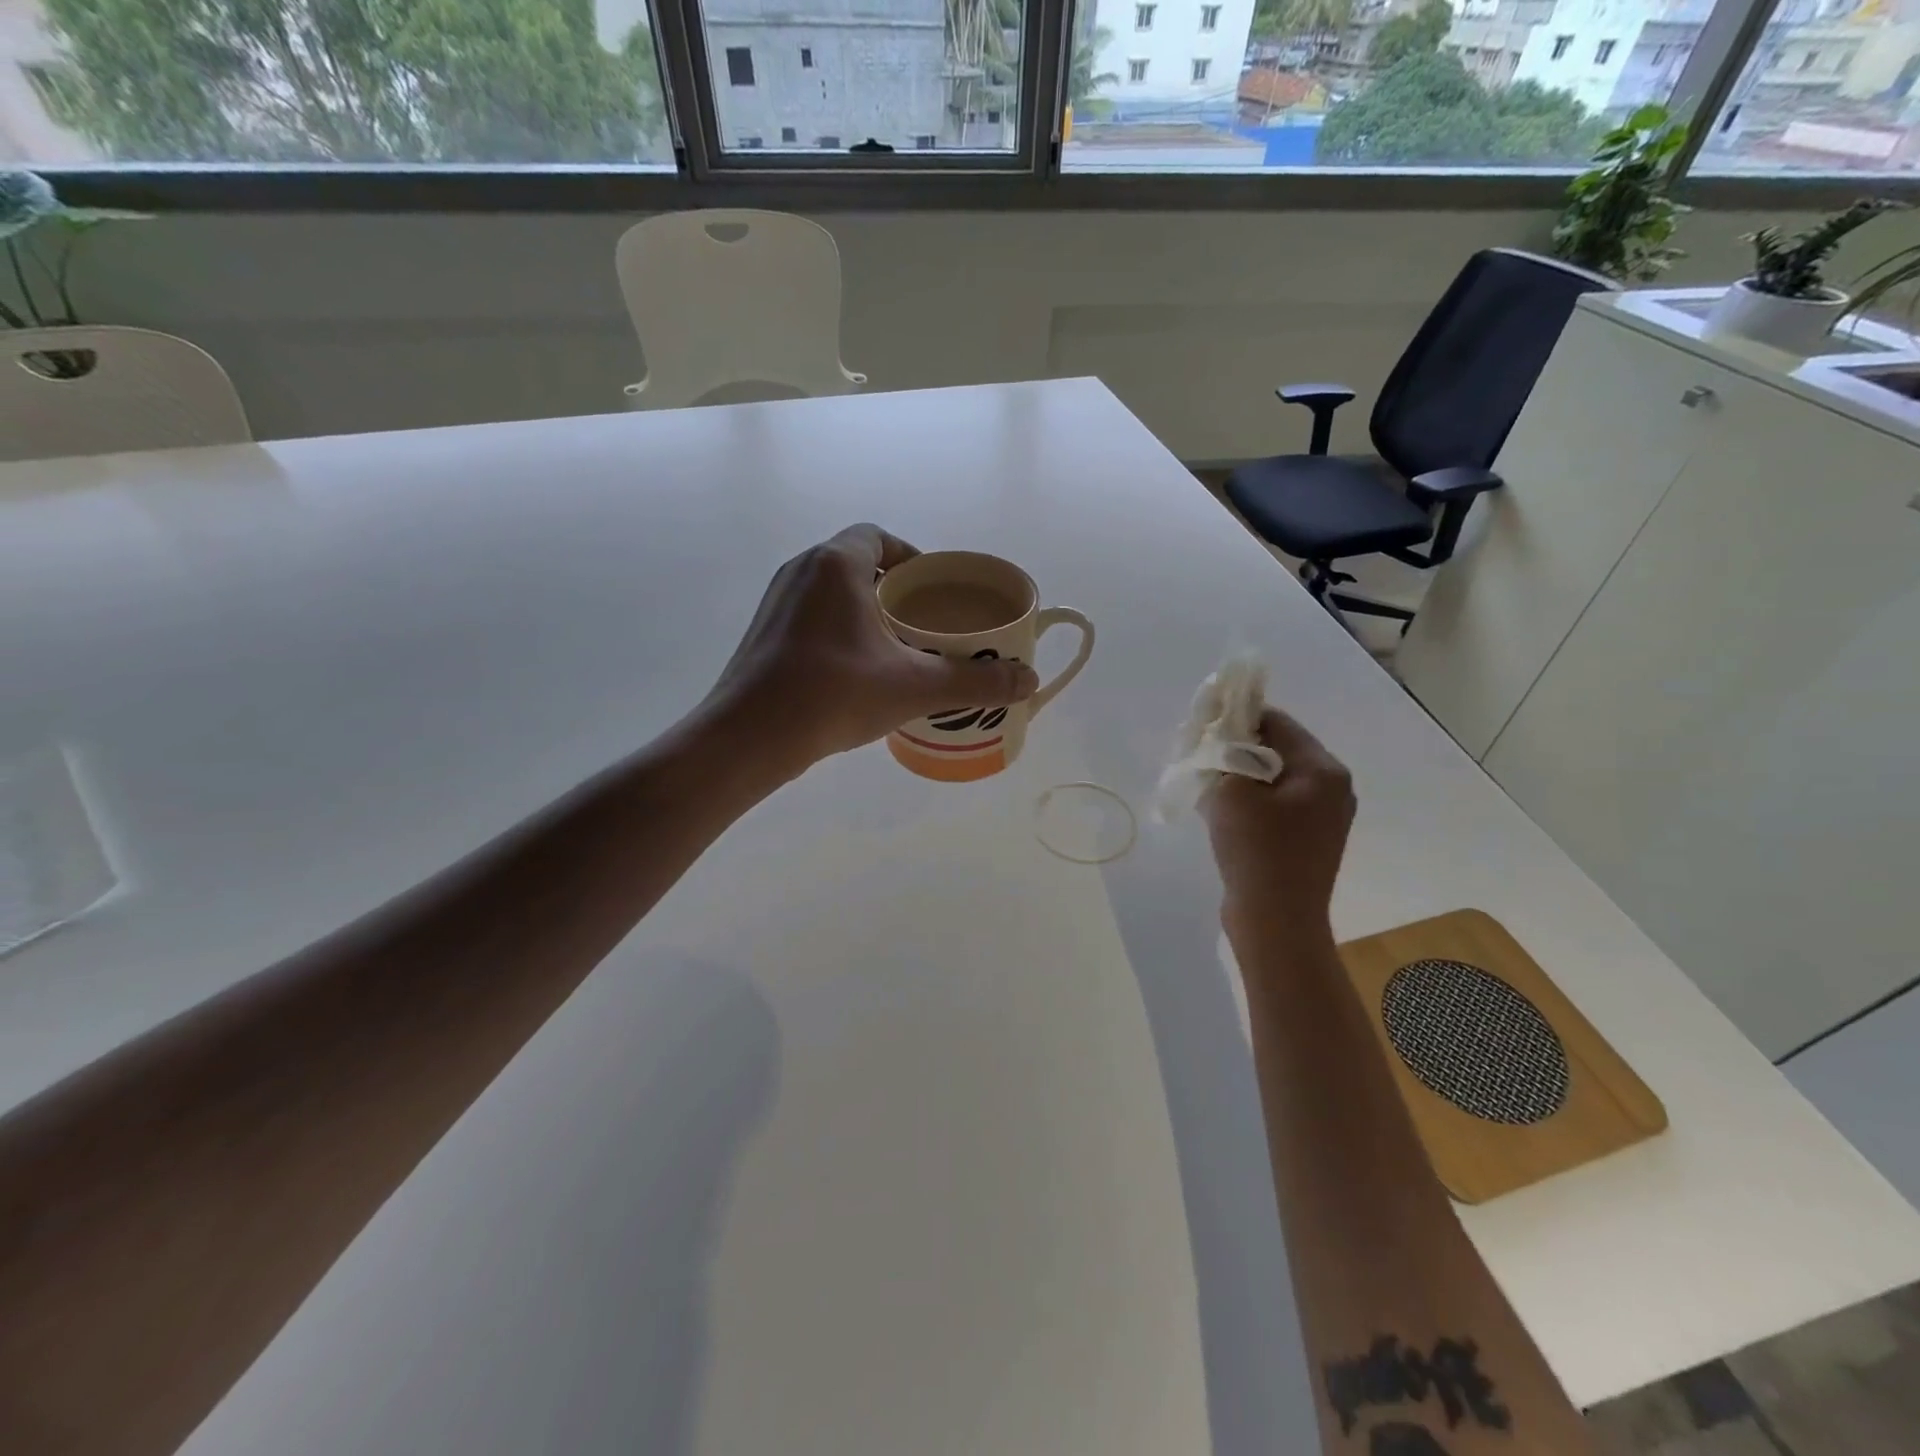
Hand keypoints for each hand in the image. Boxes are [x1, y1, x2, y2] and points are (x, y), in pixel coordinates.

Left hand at [710, 524, 1038, 773]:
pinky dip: (837, 631)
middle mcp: (801, 570)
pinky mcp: (763, 633)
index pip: (879, 537)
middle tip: (923, 624)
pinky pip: (810, 617)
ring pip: (831, 592)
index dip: (911, 557)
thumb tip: (1028, 681)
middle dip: (892, 589)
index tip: (932, 590)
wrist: (749, 737)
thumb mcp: (914, 687)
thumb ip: (975, 681)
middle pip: (857, 563)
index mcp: (836, 564)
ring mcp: (776, 602)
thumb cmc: (834, 695)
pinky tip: (855, 672)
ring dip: (864, 611)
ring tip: (895, 650)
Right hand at [1203, 707, 1355, 952]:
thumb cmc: (1257, 851)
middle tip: (1202, 760)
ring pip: (1274, 779)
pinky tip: (1225, 815)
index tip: (1203, 728)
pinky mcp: (1311, 841)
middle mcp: (1333, 788)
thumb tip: (1223, 738)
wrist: (1276, 923)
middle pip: (1278, 749)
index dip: (1237, 718)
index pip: (1277, 722)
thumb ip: (1225, 754)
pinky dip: (1251, 803)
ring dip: (1241, 778)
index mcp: (1322, 770)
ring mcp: (1325, 817)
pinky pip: (1278, 806)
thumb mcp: (1231, 792)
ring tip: (1209, 789)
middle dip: (1237, 750)